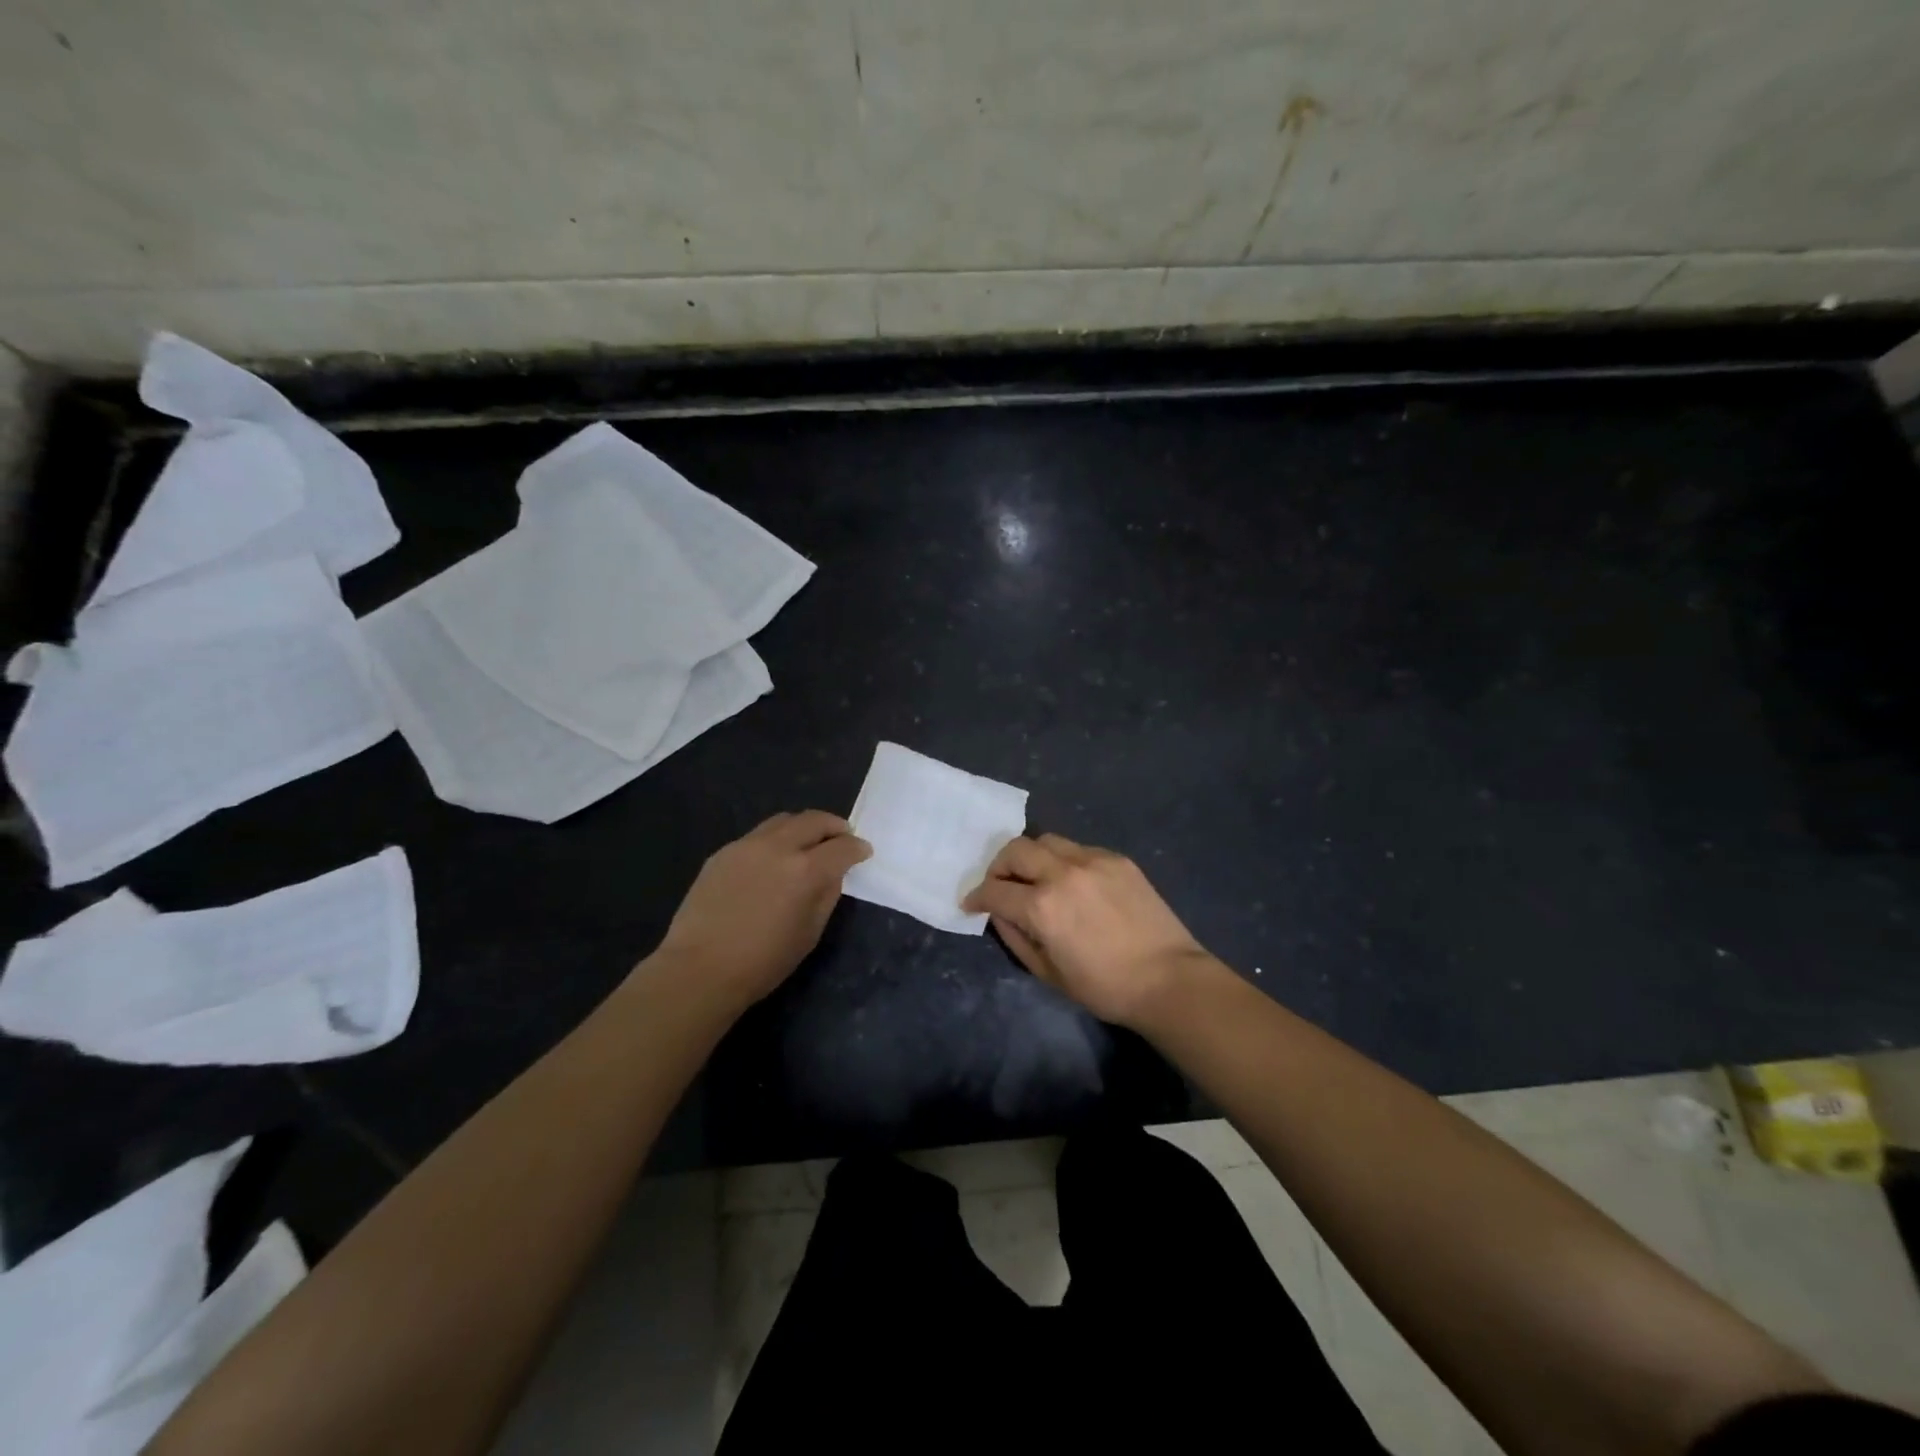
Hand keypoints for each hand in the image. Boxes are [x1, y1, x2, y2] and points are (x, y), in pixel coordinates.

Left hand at [656, 811, 870, 1006]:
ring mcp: (747, 846)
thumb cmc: (763, 962)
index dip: (857, 848)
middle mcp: (778, 847)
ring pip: (783, 820)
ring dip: (803, 827)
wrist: (700, 969)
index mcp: (806, 871)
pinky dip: (775, 840)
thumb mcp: (809, 934)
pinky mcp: (723, 852)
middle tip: (842, 836)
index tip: (863, 851)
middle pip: (814, 820)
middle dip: (834, 826)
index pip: (842, 847)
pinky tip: (772, 860)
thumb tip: (832, 873)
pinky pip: (757, 836)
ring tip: (808, 842)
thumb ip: (826, 895)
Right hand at [962, 833, 1213, 1026]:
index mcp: (1042, 907)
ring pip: (1046, 841)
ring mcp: (1093, 860)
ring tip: (1035, 878)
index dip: (976, 897)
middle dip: (998, 867)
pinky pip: (1078, 849)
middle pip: (1015, 850)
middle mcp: (1063, 873)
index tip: (971, 903)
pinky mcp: (1117, 859)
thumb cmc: (1105, 987)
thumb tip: (1000, 913)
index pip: (994, 890)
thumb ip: (1016, 937)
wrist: (1169, 979)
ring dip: (1030, 857)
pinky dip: (1064, 861)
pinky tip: (1072, 883)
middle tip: (1000, 885)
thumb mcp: (1048, 973)